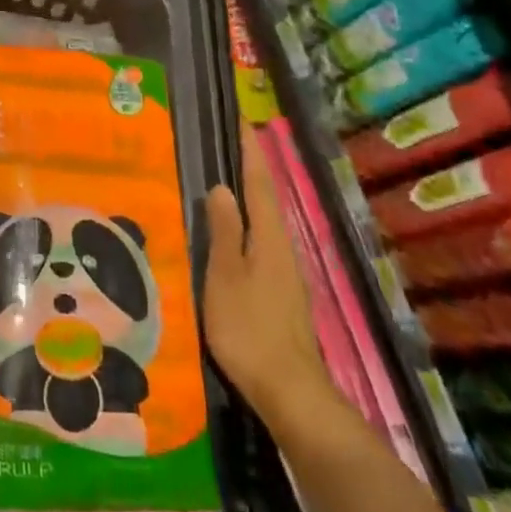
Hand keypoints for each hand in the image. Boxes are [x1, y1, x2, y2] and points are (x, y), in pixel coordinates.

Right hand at [202, 123, 335, 429]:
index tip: (242, 121)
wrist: (289, 390)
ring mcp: (286, 272)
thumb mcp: (225, 277)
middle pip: (267, 198)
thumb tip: (221, 187)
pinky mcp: (281, 292)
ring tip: (227, 175)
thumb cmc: (249, 329)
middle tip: (229, 141)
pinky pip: (263, 241)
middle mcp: (283, 248)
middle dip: (251, 167)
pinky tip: (234, 230)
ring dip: (251, 194)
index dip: (251, 152)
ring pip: (266, 220)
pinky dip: (249, 222)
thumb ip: (224, 231)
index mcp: (269, 238)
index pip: (260, 183)